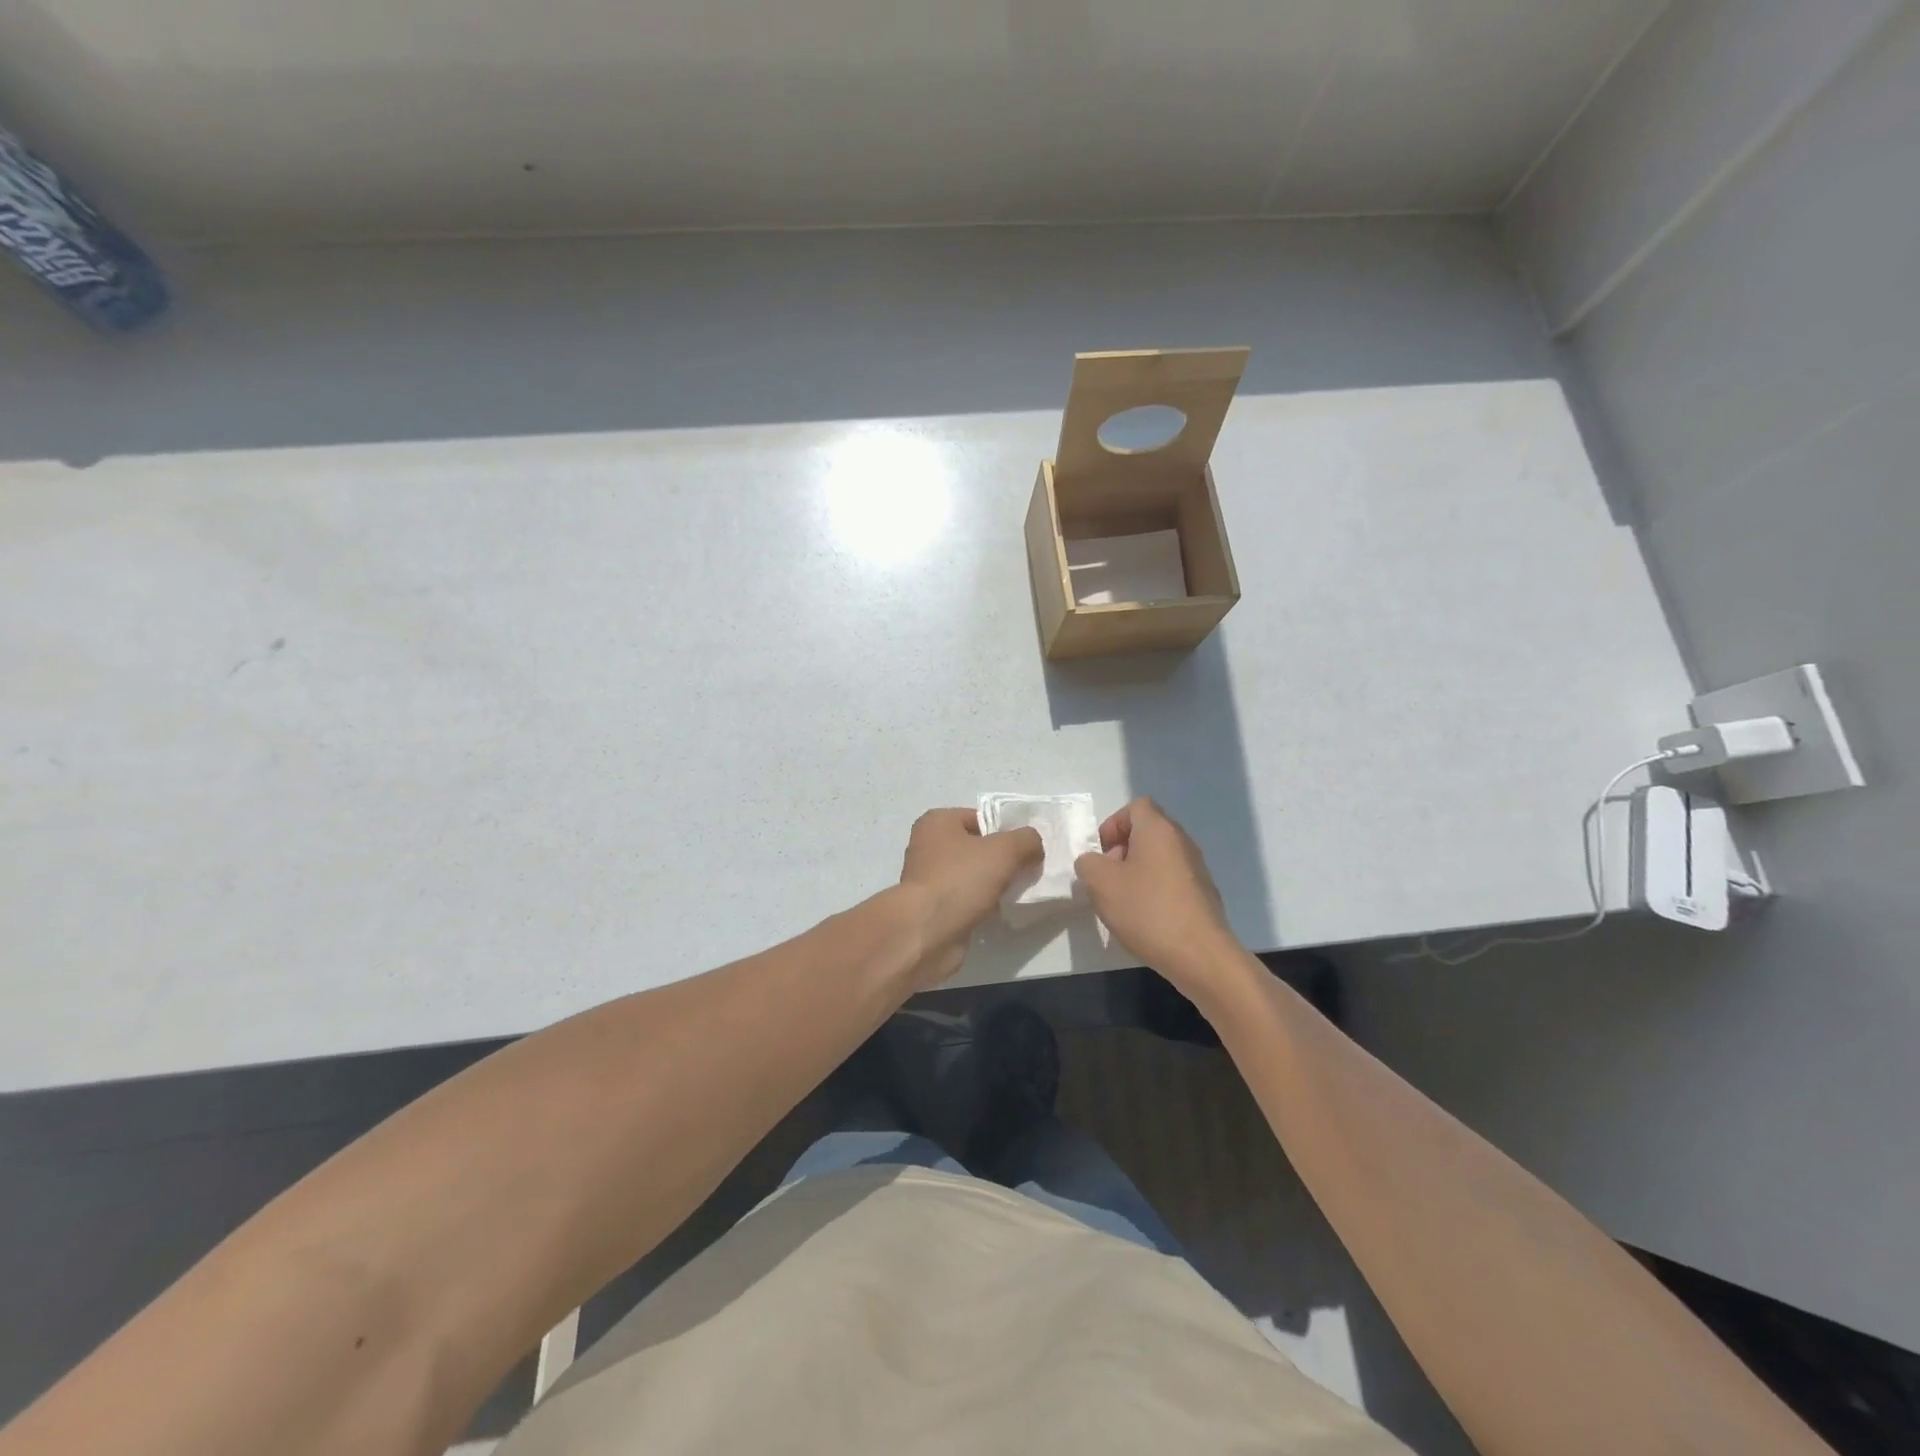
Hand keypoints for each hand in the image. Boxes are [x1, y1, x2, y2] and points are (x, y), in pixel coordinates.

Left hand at [898, 809, 1043, 986]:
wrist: (929, 931)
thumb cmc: (961, 879)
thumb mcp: (1005, 850)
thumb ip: (1027, 840)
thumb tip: (1034, 844)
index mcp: (937, 822)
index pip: (980, 818)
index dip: (1006, 831)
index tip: (1027, 849)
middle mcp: (927, 845)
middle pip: (977, 847)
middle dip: (1002, 859)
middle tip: (1026, 871)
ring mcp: (928, 878)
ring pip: (972, 874)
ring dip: (993, 883)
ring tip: (1016, 892)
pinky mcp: (933, 907)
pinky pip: (966, 898)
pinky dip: (982, 903)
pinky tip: (999, 911)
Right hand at [1074, 798, 1241, 993]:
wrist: (1200, 955)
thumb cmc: (1147, 910)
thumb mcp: (1101, 883)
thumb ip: (1088, 864)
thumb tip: (1093, 862)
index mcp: (1158, 829)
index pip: (1136, 807)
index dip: (1113, 825)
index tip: (1101, 854)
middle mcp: (1181, 841)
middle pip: (1147, 832)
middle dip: (1122, 851)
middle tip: (1107, 879)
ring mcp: (1196, 868)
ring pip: (1158, 858)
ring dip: (1136, 873)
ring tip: (1122, 903)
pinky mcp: (1203, 894)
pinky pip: (1171, 881)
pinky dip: (1154, 891)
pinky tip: (1144, 919)